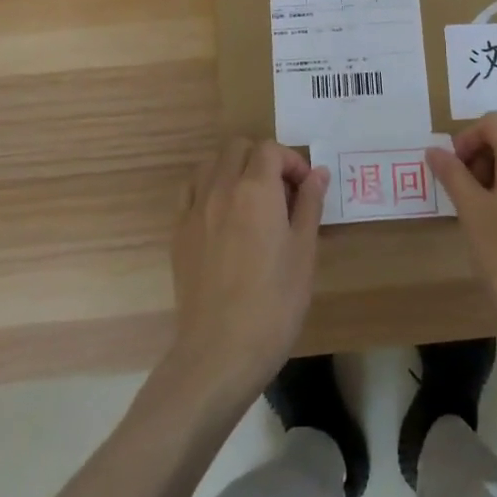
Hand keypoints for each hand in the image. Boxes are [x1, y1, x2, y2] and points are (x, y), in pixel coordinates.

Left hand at [169, 139, 327, 399]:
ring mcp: (194, 209)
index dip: (291, 162)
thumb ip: (310, 204)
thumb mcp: (304, 251)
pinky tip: (222, 215)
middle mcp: (221, 188)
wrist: (221, 349)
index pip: (270, 150)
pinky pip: (191, 190)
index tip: (304, 189)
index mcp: (256, 189)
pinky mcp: (179, 232)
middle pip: (238, 147)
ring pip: (211, 163)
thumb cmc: (275, 301)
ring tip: (251, 199)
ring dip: (233, 168)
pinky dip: (208, 188)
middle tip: (281, 192)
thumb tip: (318, 173)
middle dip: (262, 158)